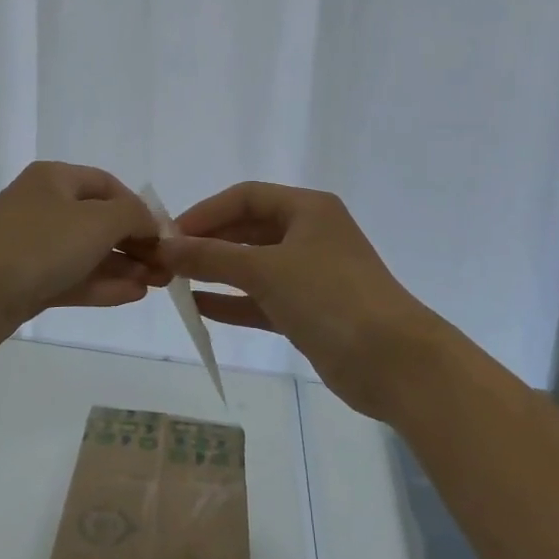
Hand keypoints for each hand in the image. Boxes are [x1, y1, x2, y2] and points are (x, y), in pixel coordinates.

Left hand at [0, 162, 166, 358]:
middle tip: (167, 267)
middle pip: (99, 221)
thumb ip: (132, 216)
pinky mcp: (26, 284)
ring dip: (124, 266)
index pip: (108, 186)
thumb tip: (152, 222)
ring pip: (88, 254)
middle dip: (136, 242)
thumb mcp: (96, 221)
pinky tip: (133, 295)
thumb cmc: (35, 245)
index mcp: (55, 180)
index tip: (165, 236)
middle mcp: (44, 208)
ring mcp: (33, 248)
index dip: (139, 208)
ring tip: (159, 284)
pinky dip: (102, 285)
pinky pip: (73, 280)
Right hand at [159, 182, 451, 421]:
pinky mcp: (309, 311)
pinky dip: (233, 302)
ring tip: (175, 282)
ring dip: (217, 272)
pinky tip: (199, 308)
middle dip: (208, 242)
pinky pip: (261, 299)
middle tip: (167, 260)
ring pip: (253, 266)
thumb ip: (212, 257)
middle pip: (248, 229)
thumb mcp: (266, 270)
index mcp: (308, 209)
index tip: (169, 233)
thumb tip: (164, 246)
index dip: (206, 211)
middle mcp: (309, 235)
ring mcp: (310, 274)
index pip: (246, 196)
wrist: (394, 362)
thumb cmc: (331, 297)